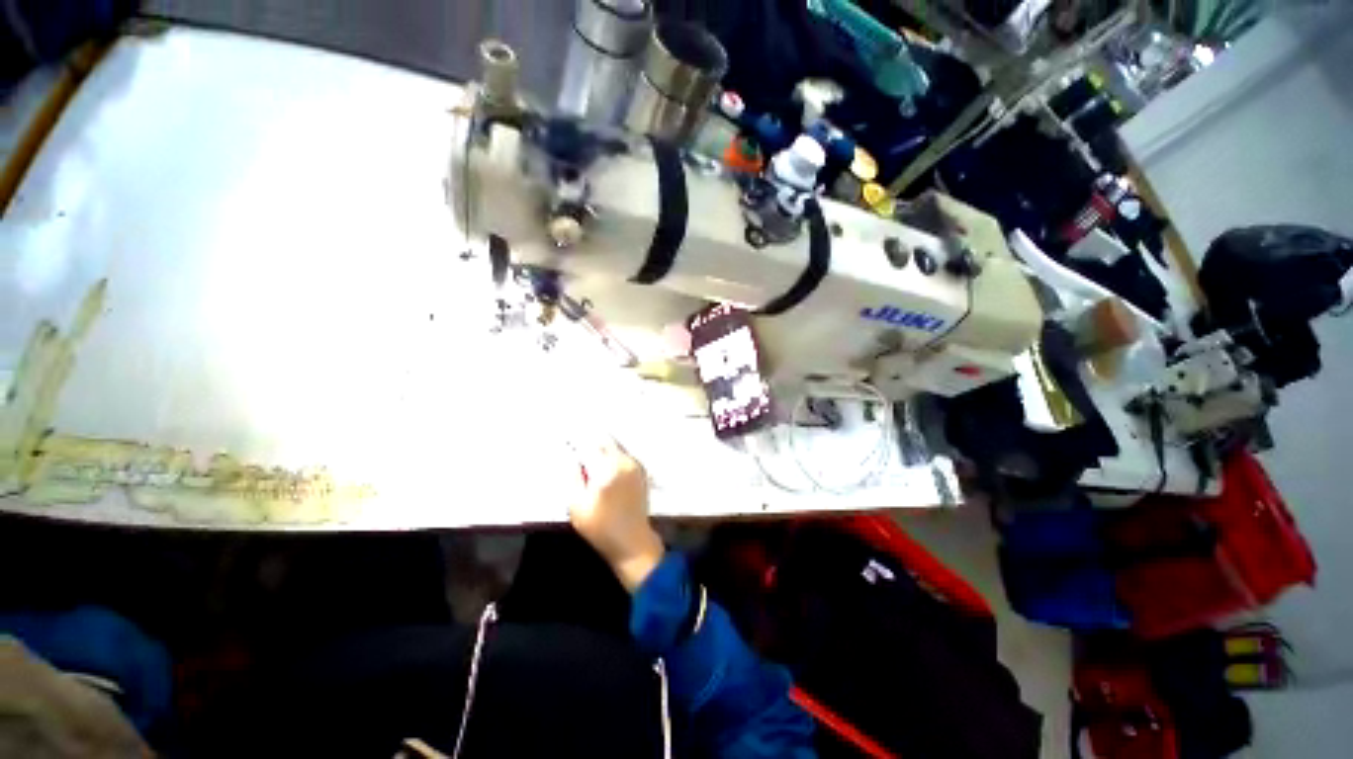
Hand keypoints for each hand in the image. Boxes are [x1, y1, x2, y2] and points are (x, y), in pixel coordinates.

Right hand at [569, 440, 664, 591]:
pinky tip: (603, 458)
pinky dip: (612, 451)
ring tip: (588, 446)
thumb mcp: (577, 506)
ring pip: (615, 444)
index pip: (588, 445)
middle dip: (589, 437)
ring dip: (601, 443)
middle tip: (576, 436)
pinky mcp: (640, 469)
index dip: (575, 439)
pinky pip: (623, 452)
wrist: (632, 540)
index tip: (565, 436)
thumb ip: (572, 477)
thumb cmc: (600, 527)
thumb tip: (570, 456)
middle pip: (604, 439)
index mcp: (606, 470)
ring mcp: (634, 464)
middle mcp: (623, 461)